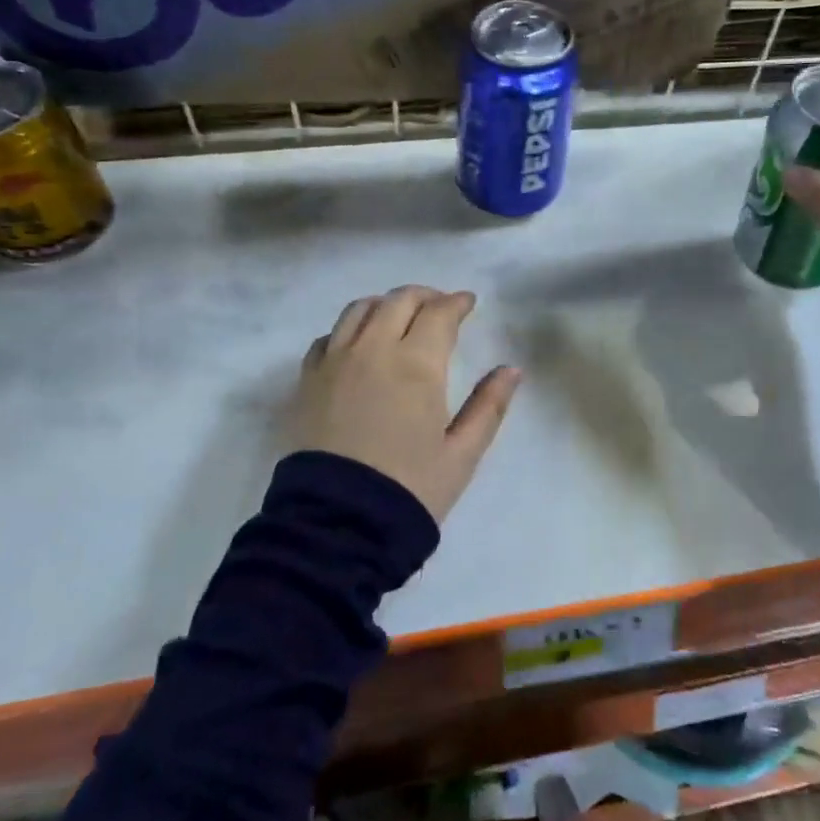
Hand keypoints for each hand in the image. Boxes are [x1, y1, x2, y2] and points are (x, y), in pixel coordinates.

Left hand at [292, 285, 520, 521]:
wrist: (338, 524)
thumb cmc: (409, 488)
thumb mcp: (462, 454)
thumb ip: (489, 406)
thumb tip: (512, 370)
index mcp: (416, 364)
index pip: (439, 313)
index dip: (457, 303)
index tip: (468, 303)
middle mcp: (373, 350)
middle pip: (398, 300)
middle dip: (424, 296)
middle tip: (439, 306)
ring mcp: (334, 362)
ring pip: (359, 309)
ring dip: (385, 304)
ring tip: (399, 317)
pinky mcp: (307, 381)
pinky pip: (328, 337)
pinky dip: (349, 329)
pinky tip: (359, 345)